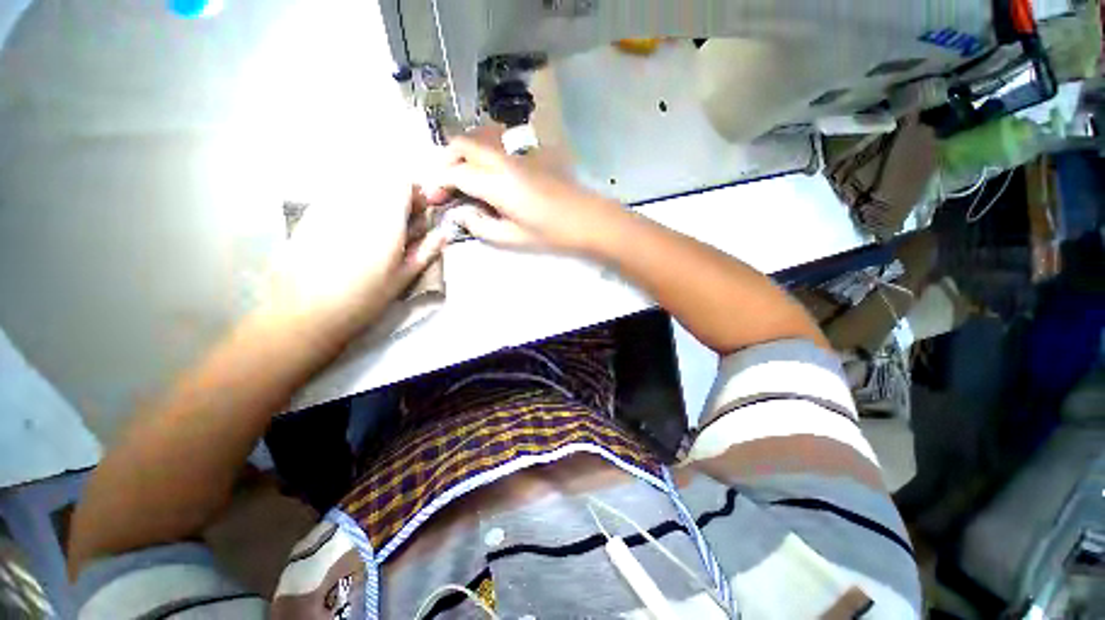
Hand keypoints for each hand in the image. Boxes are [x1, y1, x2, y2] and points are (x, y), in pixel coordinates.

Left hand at [264, 184, 444, 335]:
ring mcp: (330, 203)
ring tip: (377, 225)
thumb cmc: (362, 298)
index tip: (419, 211)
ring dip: (375, 196)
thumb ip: (425, 251)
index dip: (414, 192)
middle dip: (396, 193)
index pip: (402, 181)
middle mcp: (357, 203)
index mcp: (384, 220)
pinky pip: (339, 192)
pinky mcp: (311, 211)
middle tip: (400, 219)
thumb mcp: (402, 278)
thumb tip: (443, 233)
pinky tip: (352, 228)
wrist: (304, 311)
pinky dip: (353, 201)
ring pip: (359, 182)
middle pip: (380, 177)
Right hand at [426, 125, 624, 252]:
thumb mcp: (513, 238)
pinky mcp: (528, 156)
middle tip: (444, 185)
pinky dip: (480, 156)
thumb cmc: (552, 233)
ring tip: (461, 180)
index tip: (432, 198)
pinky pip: (495, 147)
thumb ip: (481, 226)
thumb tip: (462, 213)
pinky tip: (485, 177)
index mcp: (496, 183)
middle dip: (445, 161)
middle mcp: (502, 160)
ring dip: (462, 155)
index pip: (454, 173)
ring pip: (478, 140)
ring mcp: (516, 155)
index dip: (438, 183)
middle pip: (462, 144)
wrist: (587, 218)